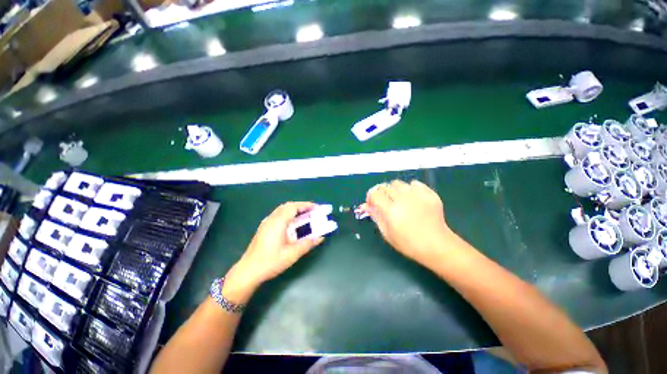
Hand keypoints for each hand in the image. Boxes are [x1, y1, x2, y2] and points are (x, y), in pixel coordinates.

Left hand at [223, 202, 323, 302]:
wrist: (248, 271)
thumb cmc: (271, 262)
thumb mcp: (292, 254)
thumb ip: (307, 244)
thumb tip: (320, 237)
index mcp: (278, 222)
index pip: (293, 207)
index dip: (306, 205)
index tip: (316, 208)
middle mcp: (271, 219)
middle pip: (287, 206)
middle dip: (301, 206)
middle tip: (312, 211)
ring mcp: (266, 223)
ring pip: (282, 210)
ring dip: (294, 210)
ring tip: (304, 215)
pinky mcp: (264, 228)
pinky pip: (278, 215)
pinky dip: (288, 214)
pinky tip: (292, 223)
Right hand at [363, 180, 453, 265]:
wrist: (437, 245)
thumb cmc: (409, 243)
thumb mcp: (388, 234)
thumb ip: (376, 217)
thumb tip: (368, 206)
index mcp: (391, 211)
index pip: (375, 194)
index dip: (371, 197)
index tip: (373, 202)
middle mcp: (402, 199)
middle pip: (385, 187)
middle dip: (382, 194)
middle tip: (386, 202)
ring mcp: (417, 195)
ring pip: (398, 183)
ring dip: (394, 189)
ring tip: (399, 198)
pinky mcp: (428, 193)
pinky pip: (414, 183)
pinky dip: (410, 188)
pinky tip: (412, 197)